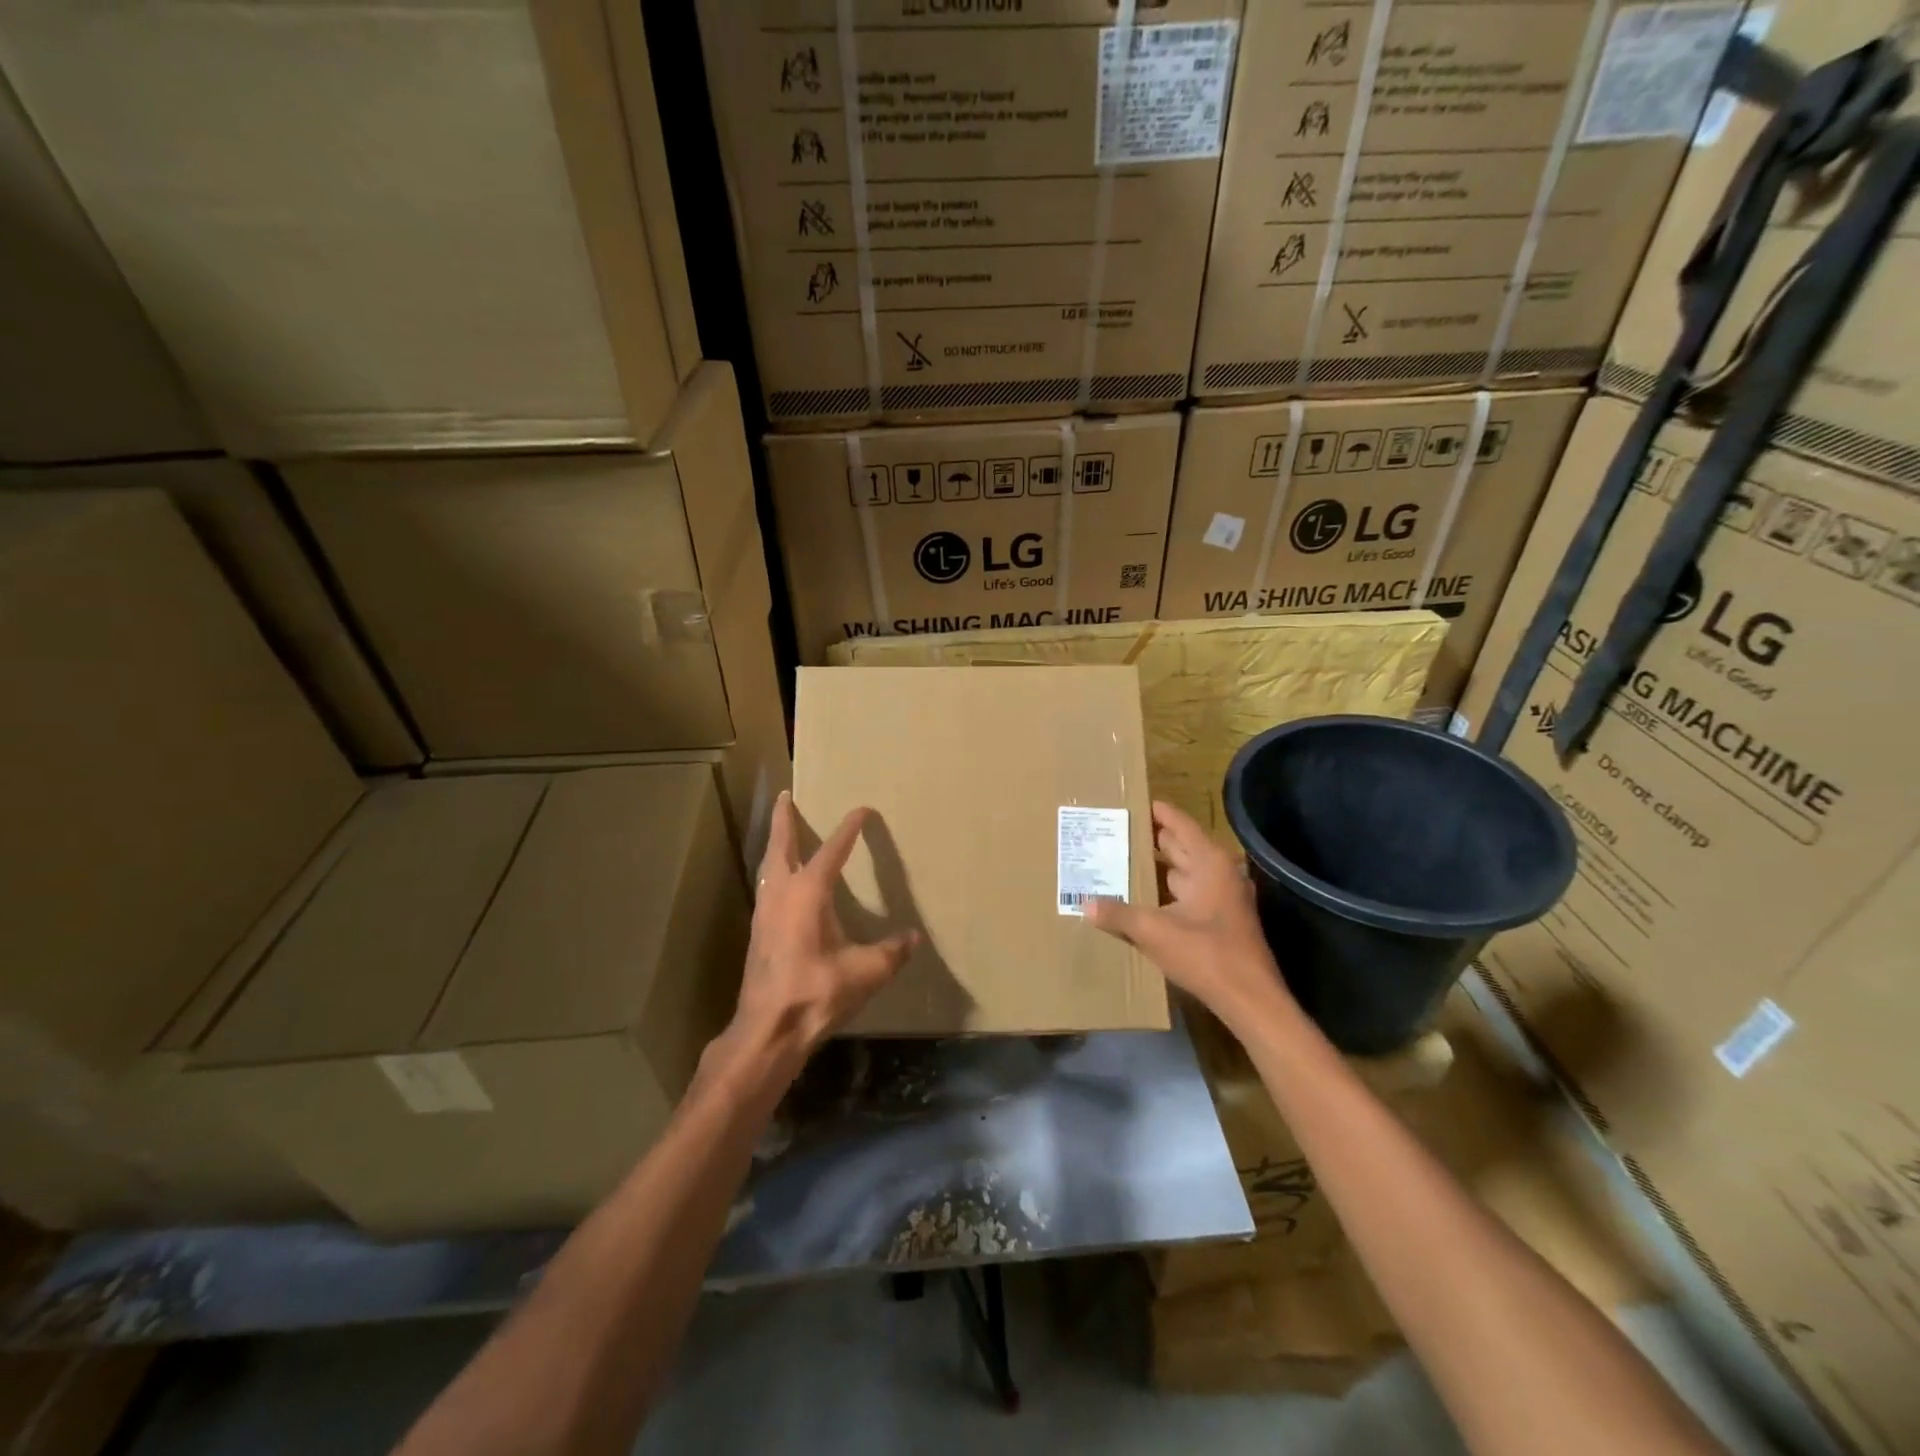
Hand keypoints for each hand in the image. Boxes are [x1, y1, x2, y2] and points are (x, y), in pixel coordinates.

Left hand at [711, 792, 917, 1086]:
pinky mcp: (758, 932)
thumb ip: (891, 952)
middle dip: (785, 819)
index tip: (862, 811)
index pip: (832, 850)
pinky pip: (766, 886)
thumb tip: (913, 937)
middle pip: (781, 845)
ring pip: (768, 866)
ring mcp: (764, 912)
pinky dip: (773, 870)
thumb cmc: (816, 992)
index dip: (849, 828)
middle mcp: (782, 893)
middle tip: (786, 796)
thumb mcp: (865, 972)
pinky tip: (779, 882)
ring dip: (775, 844)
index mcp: (809, 892)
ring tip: (781, 833)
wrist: (768, 1029)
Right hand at [1086, 800, 1290, 1028]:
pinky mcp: (1219, 920)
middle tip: (1115, 831)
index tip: (1131, 802)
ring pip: (1183, 872)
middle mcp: (1218, 873)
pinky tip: (1140, 896)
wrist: (1250, 1000)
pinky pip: (1186, 893)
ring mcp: (1222, 898)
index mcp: (1209, 863)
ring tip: (1120, 859)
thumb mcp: (1155, 931)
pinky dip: (1165, 890)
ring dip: (1156, 866)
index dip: (1156, 812)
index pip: (1179, 824)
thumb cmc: (1207, 954)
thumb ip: (1119, 914)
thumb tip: (1085, 904)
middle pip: (1180, 845)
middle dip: (1150, 838)